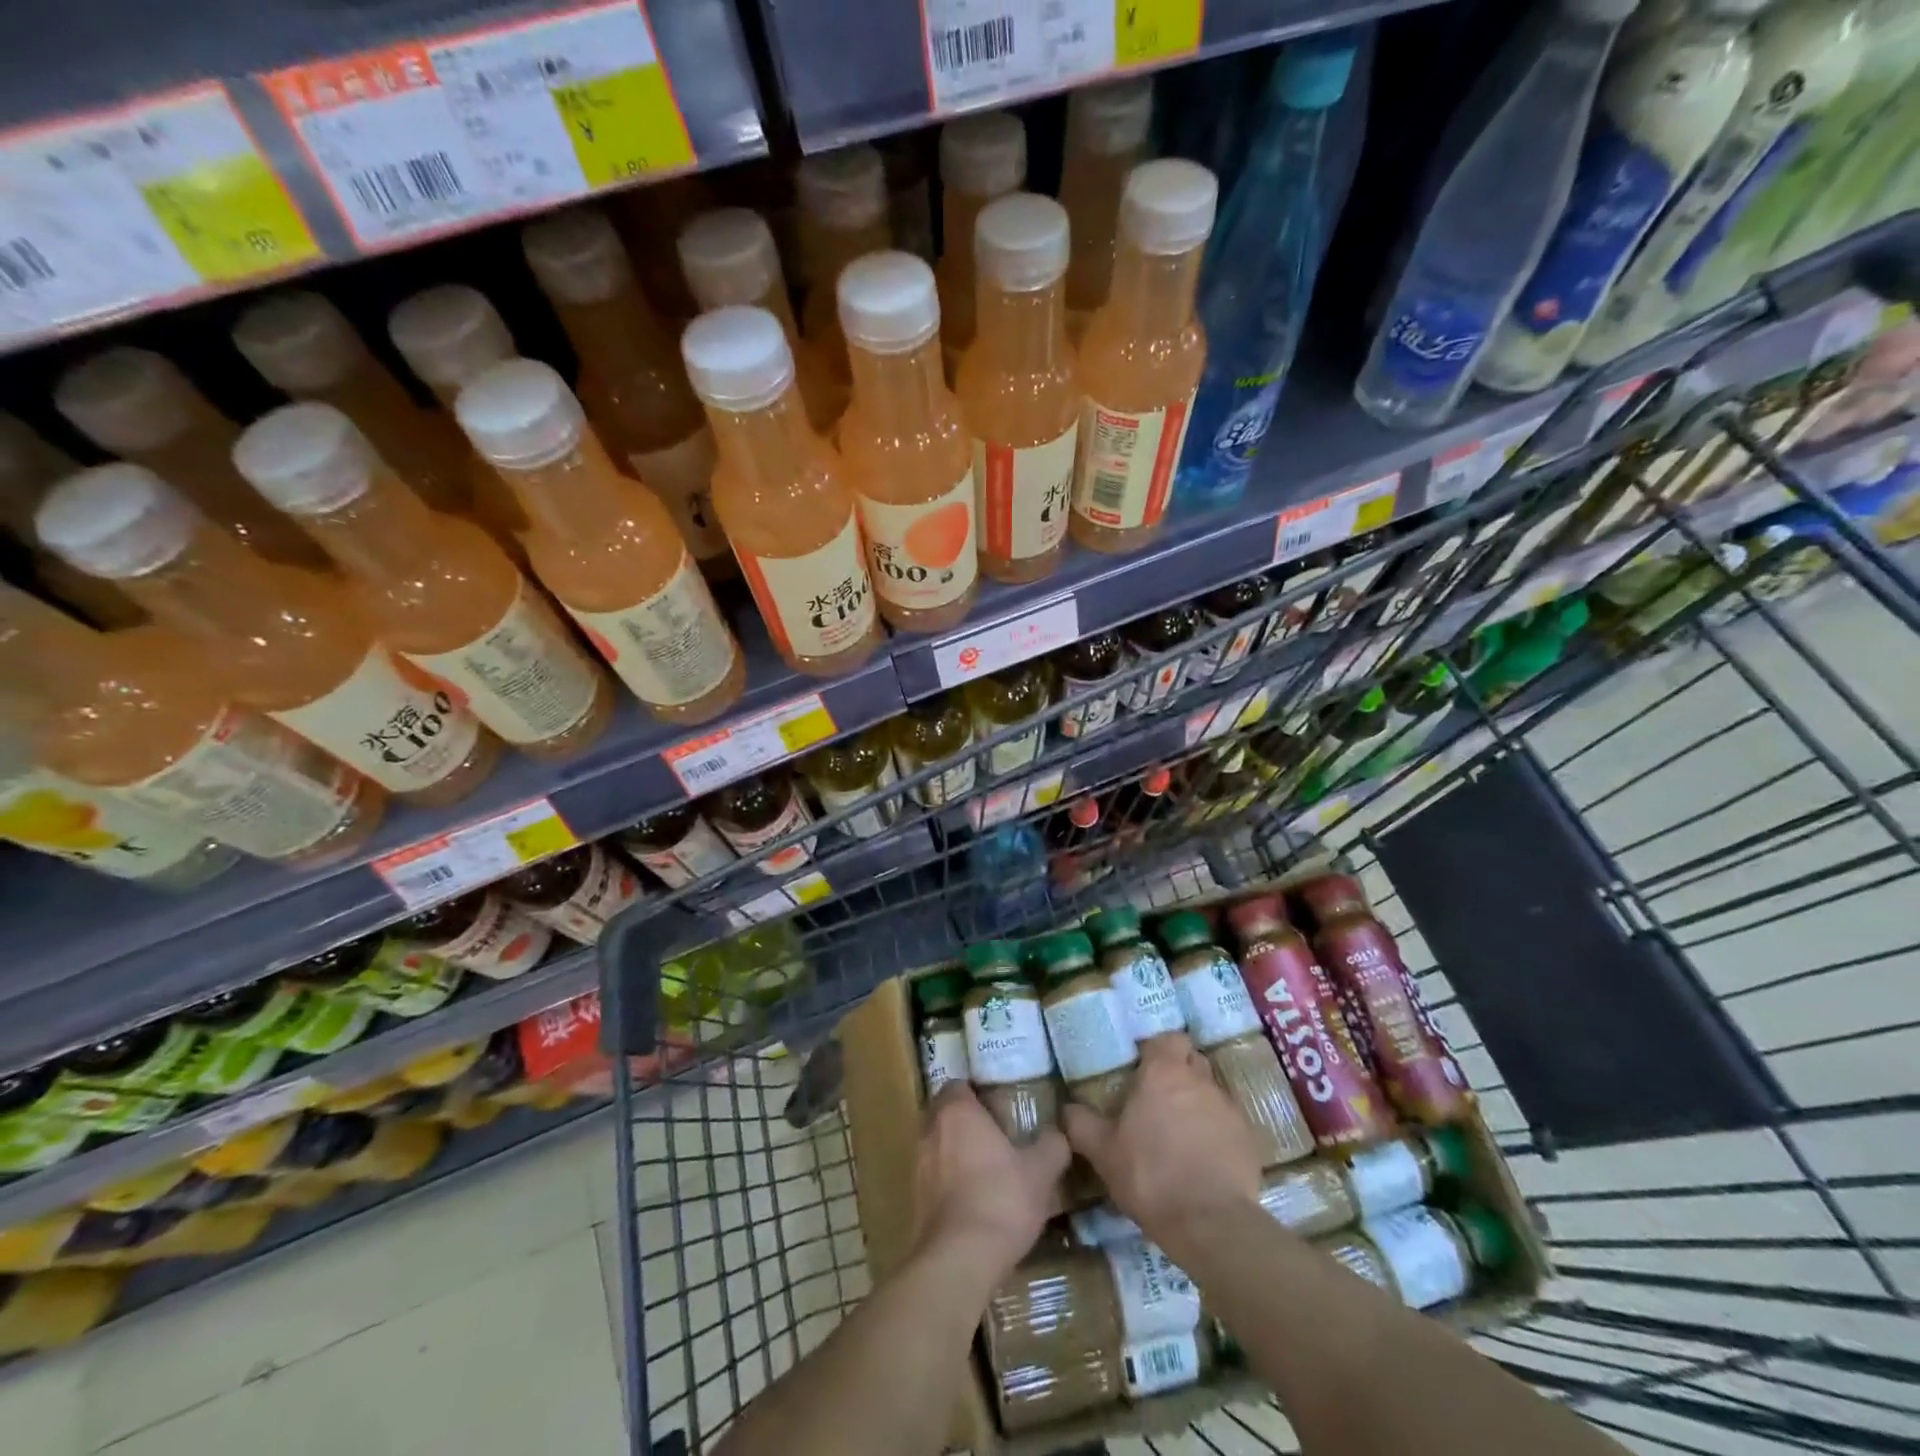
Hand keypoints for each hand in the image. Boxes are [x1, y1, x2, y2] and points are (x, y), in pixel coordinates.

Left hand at [914, 1083, 1068, 1276]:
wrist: (959, 1259)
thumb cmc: (1001, 1199)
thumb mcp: (1040, 1171)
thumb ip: (1052, 1146)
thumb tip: (1059, 1133)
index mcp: (957, 1111)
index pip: (958, 1085)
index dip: (975, 1092)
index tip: (997, 1105)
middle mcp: (931, 1130)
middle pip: (944, 1113)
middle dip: (964, 1121)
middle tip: (994, 1135)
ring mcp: (918, 1165)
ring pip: (936, 1146)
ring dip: (954, 1152)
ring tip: (985, 1169)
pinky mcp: (914, 1199)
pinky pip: (933, 1178)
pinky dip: (948, 1182)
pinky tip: (972, 1201)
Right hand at [1062, 1035, 1261, 1247]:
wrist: (1209, 1223)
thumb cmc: (1149, 1174)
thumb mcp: (1102, 1151)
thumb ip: (1081, 1124)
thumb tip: (1067, 1108)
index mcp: (1163, 1072)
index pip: (1168, 1038)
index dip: (1158, 1049)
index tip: (1144, 1068)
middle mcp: (1199, 1080)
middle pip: (1192, 1061)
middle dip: (1179, 1072)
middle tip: (1159, 1099)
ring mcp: (1228, 1108)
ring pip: (1211, 1092)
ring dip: (1198, 1104)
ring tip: (1182, 1134)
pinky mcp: (1248, 1139)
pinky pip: (1228, 1124)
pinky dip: (1217, 1133)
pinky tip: (1205, 1160)